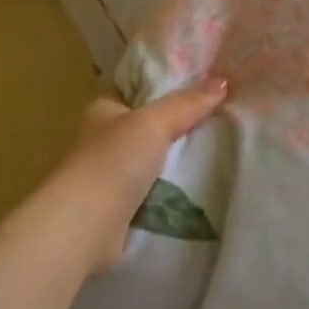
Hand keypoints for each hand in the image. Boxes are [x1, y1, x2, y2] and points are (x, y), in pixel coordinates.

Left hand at [54, 77, 228, 267]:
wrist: (85, 227)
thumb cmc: (113, 162)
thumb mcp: (154, 122)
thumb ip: (187, 103)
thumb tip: (223, 81)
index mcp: (105, 109)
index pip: (140, 88)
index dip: (170, 83)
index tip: (207, 83)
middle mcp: (105, 139)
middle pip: (151, 124)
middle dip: (182, 124)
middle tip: (224, 116)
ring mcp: (112, 174)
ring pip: (156, 158)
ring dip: (180, 159)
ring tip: (223, 148)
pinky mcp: (121, 207)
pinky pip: (156, 189)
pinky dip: (174, 189)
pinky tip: (204, 183)